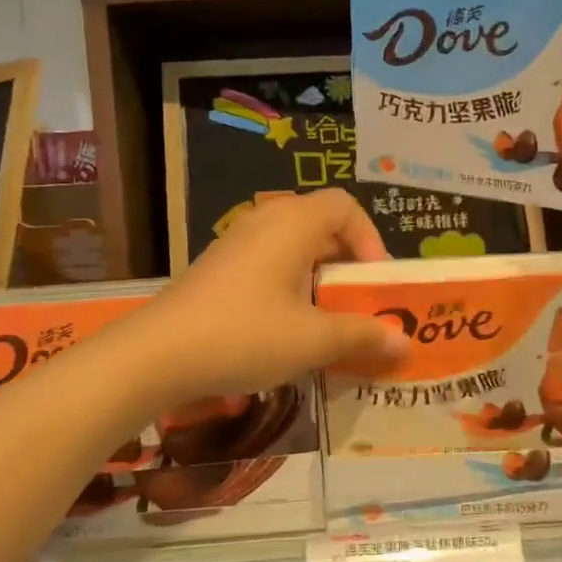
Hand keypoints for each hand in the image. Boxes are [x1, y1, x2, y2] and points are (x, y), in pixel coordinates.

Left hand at [134, 189, 409, 403]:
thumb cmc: (244, 335)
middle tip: (360, 304)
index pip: (346, 206)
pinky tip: (287, 329)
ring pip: (294, 248)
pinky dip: (291, 287)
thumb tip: (405, 344)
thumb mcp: (312, 340)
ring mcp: (236, 244)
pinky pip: (269, 265)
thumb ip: (363, 336)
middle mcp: (265, 222)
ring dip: (319, 279)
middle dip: (348, 264)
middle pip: (321, 226)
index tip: (376, 281)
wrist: (156, 354)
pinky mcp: (218, 268)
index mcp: (293, 224)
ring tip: (328, 320)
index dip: (371, 239)